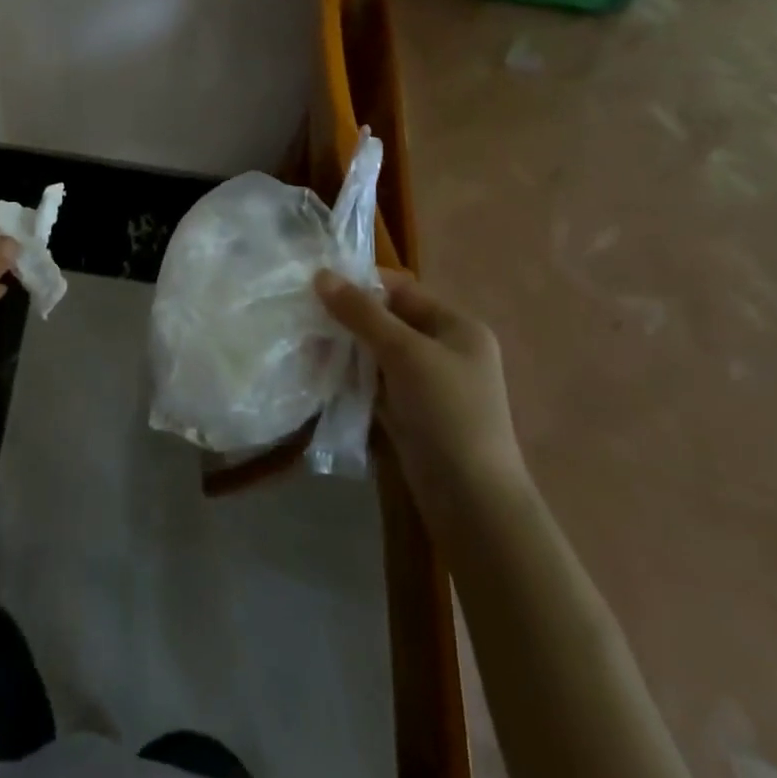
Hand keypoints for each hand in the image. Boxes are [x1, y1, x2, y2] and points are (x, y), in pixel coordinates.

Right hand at [316, 268, 528, 512]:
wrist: (472, 502)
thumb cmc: (447, 412)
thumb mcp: (404, 352)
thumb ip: (361, 313)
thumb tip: (320, 275)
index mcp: (457, 327)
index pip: (402, 290)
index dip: (361, 284)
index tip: (317, 285)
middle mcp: (445, 350)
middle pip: (387, 321)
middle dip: (347, 319)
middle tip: (305, 317)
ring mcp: (427, 385)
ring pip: (377, 354)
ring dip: (344, 349)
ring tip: (304, 346)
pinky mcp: (410, 414)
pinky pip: (374, 383)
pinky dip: (350, 377)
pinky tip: (319, 374)